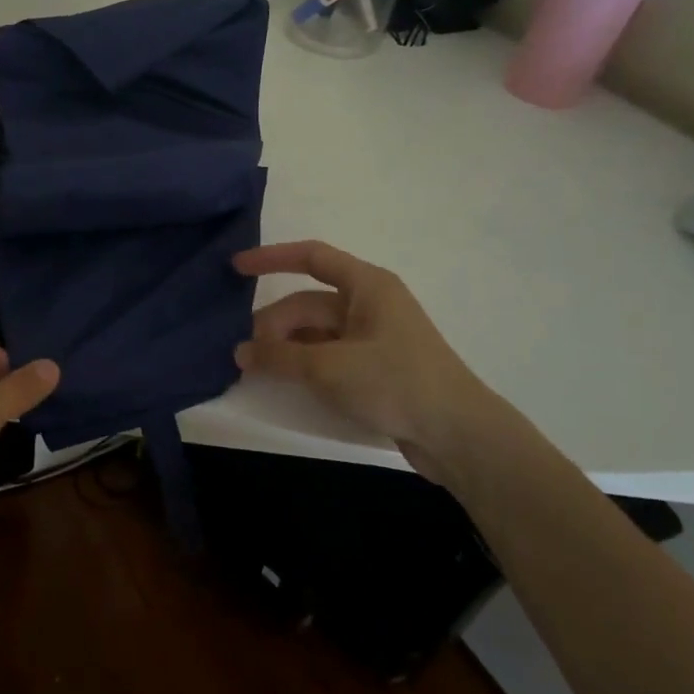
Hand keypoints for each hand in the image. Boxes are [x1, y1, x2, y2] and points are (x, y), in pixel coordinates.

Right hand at [232, 241, 524, 485]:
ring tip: (256, 369)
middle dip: (274, 324)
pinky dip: (304, 363)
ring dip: (286, 347)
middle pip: (309, 303)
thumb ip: (280, 357)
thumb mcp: (329, 367)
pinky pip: (328, 354)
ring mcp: (374, 337)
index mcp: (368, 286)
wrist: (459, 436)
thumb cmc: (396, 384)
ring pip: (316, 331)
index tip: (235, 268)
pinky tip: (284, 380)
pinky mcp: (376, 368)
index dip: (271, 258)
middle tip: (243, 353)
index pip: (312, 258)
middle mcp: (370, 304)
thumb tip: (240, 353)